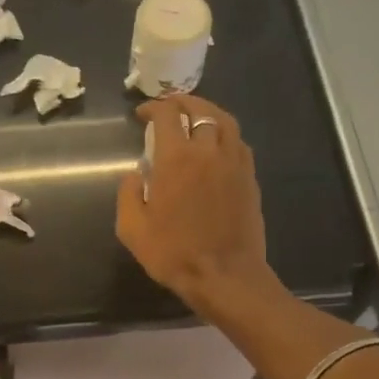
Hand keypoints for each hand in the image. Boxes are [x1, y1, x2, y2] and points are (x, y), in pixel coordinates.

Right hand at [117, 94, 277, 314]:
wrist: (225, 276)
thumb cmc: (173, 253)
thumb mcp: (132, 228)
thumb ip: (128, 193)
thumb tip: (135, 173)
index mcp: (176, 158)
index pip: (167, 115)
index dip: (153, 107)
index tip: (143, 114)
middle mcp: (208, 150)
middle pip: (199, 110)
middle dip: (181, 103)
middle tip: (169, 108)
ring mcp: (234, 162)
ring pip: (224, 121)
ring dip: (207, 112)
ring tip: (195, 116)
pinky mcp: (250, 177)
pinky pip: (238, 142)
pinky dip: (225, 133)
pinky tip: (216, 143)